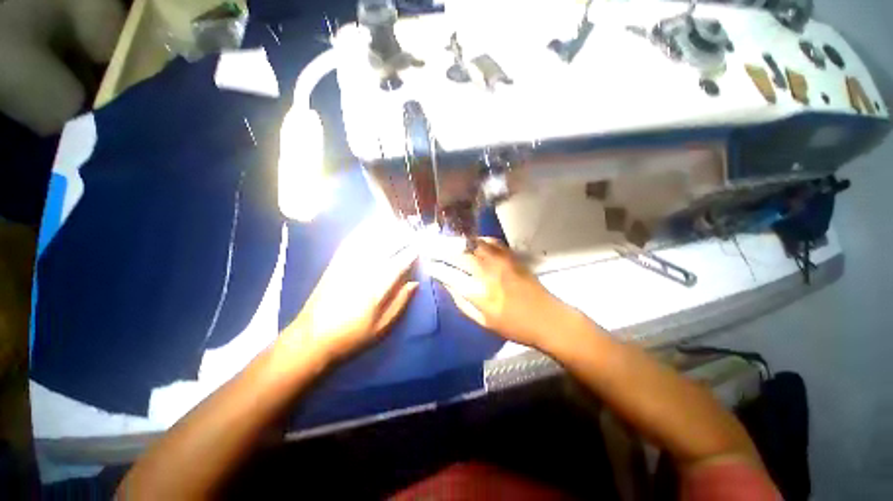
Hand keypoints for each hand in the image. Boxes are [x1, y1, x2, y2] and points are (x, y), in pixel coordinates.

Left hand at [280, 215, 418, 363]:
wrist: (312, 338)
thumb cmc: (352, 335)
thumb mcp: (382, 327)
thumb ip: (400, 303)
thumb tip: (414, 283)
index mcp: (378, 286)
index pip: (400, 262)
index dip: (413, 252)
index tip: (421, 246)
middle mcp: (364, 270)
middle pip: (386, 245)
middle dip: (401, 236)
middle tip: (412, 232)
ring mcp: (348, 264)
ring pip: (369, 239)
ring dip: (384, 229)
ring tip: (396, 224)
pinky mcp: (335, 264)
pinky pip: (351, 242)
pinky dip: (362, 231)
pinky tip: (369, 226)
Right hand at [426, 238, 577, 349]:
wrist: (547, 317)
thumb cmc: (513, 326)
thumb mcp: (482, 321)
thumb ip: (461, 300)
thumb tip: (446, 282)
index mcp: (479, 292)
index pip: (448, 274)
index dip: (435, 267)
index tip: (426, 264)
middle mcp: (486, 271)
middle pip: (456, 253)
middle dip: (438, 248)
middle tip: (427, 245)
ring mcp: (499, 259)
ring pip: (470, 242)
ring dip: (453, 241)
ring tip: (442, 241)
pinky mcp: (509, 254)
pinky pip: (486, 241)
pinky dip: (473, 240)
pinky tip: (467, 243)